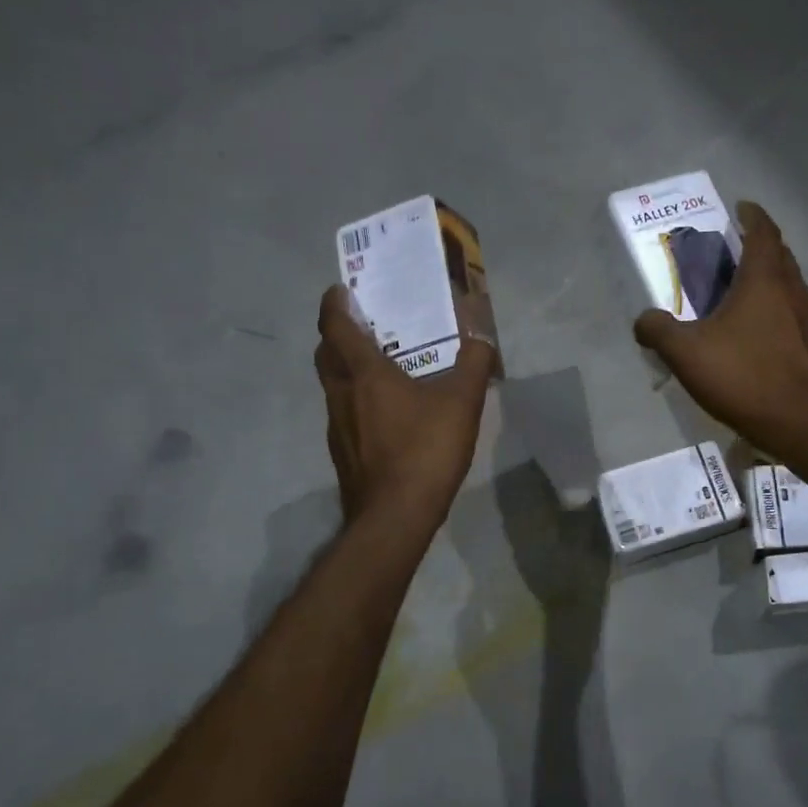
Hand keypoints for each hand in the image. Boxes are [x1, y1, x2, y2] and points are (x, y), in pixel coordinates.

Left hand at [315, 287, 493, 523]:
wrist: (395, 516)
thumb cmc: (425, 450)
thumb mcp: (462, 402)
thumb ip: (474, 363)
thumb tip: (481, 336)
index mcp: (364, 373)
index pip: (336, 325)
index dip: (335, 303)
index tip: (344, 289)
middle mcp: (341, 394)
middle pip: (326, 353)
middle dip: (338, 334)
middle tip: (365, 325)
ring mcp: (338, 425)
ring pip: (334, 385)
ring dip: (348, 369)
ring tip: (381, 368)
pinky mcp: (343, 452)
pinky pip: (345, 413)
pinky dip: (358, 401)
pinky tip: (388, 415)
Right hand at [633, 201, 807, 447]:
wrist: (799, 423)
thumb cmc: (742, 377)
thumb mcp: (686, 353)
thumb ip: (658, 330)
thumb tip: (643, 321)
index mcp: (765, 281)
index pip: (763, 232)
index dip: (752, 215)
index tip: (741, 207)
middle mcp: (795, 291)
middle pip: (780, 256)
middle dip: (760, 247)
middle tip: (735, 252)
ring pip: (792, 287)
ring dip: (771, 281)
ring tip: (746, 294)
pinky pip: (797, 316)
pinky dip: (780, 312)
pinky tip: (763, 335)